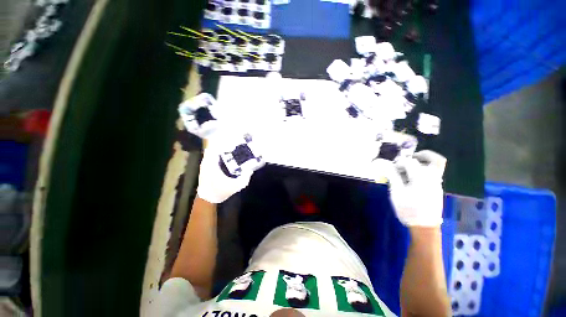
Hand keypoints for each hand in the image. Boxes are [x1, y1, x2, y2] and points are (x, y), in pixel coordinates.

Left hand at [196, 133, 262, 203]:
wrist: (208, 199)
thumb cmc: (220, 192)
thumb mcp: (235, 186)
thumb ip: (244, 178)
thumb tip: (251, 169)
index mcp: (211, 163)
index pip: (214, 146)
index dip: (221, 139)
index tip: (231, 135)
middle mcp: (207, 161)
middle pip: (215, 146)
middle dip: (224, 141)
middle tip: (236, 138)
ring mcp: (207, 163)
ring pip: (214, 150)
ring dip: (223, 146)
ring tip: (234, 143)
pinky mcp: (209, 165)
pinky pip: (215, 155)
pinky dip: (221, 152)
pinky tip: (230, 153)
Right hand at [385, 150, 446, 226]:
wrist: (424, 227)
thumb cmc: (409, 209)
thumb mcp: (397, 192)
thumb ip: (392, 176)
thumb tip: (384, 164)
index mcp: (422, 177)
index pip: (410, 162)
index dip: (399, 162)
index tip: (391, 168)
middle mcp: (433, 178)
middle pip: (435, 159)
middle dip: (422, 155)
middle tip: (410, 157)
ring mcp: (437, 184)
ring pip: (435, 167)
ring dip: (423, 163)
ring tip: (408, 169)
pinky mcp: (437, 189)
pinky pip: (433, 174)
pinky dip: (423, 171)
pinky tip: (412, 180)